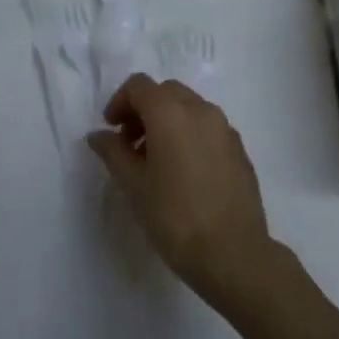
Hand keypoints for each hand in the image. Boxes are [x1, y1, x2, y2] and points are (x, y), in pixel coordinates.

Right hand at [87, 74, 282, 309]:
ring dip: (167, 121)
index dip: (119, 102)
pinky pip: (208, 127)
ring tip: (156, 160)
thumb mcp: (133, 185)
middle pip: (165, 91)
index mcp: (171, 112)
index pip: (139, 86)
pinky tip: (184, 171)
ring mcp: (224, 128)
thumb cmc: (174, 217)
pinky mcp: (239, 148)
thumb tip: (99, 135)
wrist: (233, 253)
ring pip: (189, 107)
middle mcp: (200, 109)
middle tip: (130, 144)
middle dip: (143, 109)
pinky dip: (190, 134)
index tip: (111, 130)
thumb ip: (113, 152)